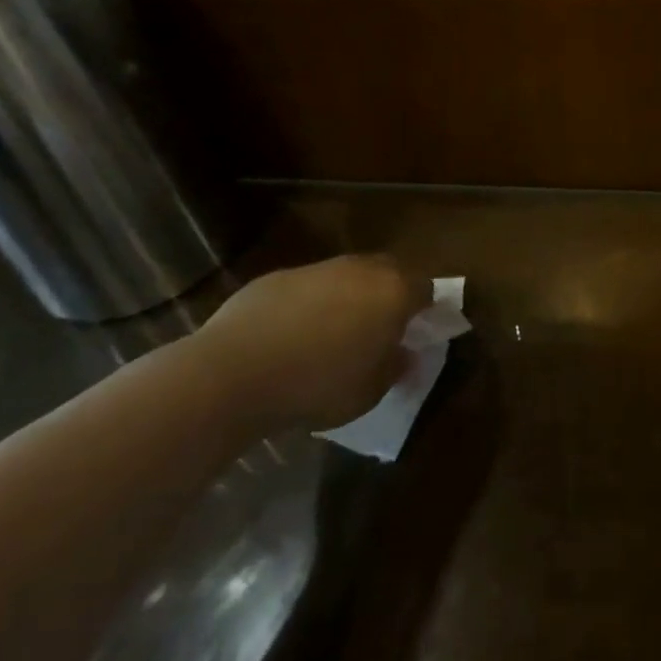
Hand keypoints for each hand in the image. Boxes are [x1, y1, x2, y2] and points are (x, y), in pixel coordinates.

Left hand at [191, 254, 430, 432]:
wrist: (234, 372)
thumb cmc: (318, 385)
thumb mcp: (370, 391)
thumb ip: (395, 367)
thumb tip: (406, 355)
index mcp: (393, 292)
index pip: (427, 289)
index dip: (427, 309)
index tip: (419, 332)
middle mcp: (360, 269)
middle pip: (390, 272)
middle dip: (392, 294)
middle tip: (383, 327)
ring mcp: (317, 268)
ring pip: (347, 276)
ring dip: (350, 296)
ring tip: (336, 332)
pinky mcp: (277, 276)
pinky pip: (308, 286)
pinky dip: (311, 303)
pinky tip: (293, 335)